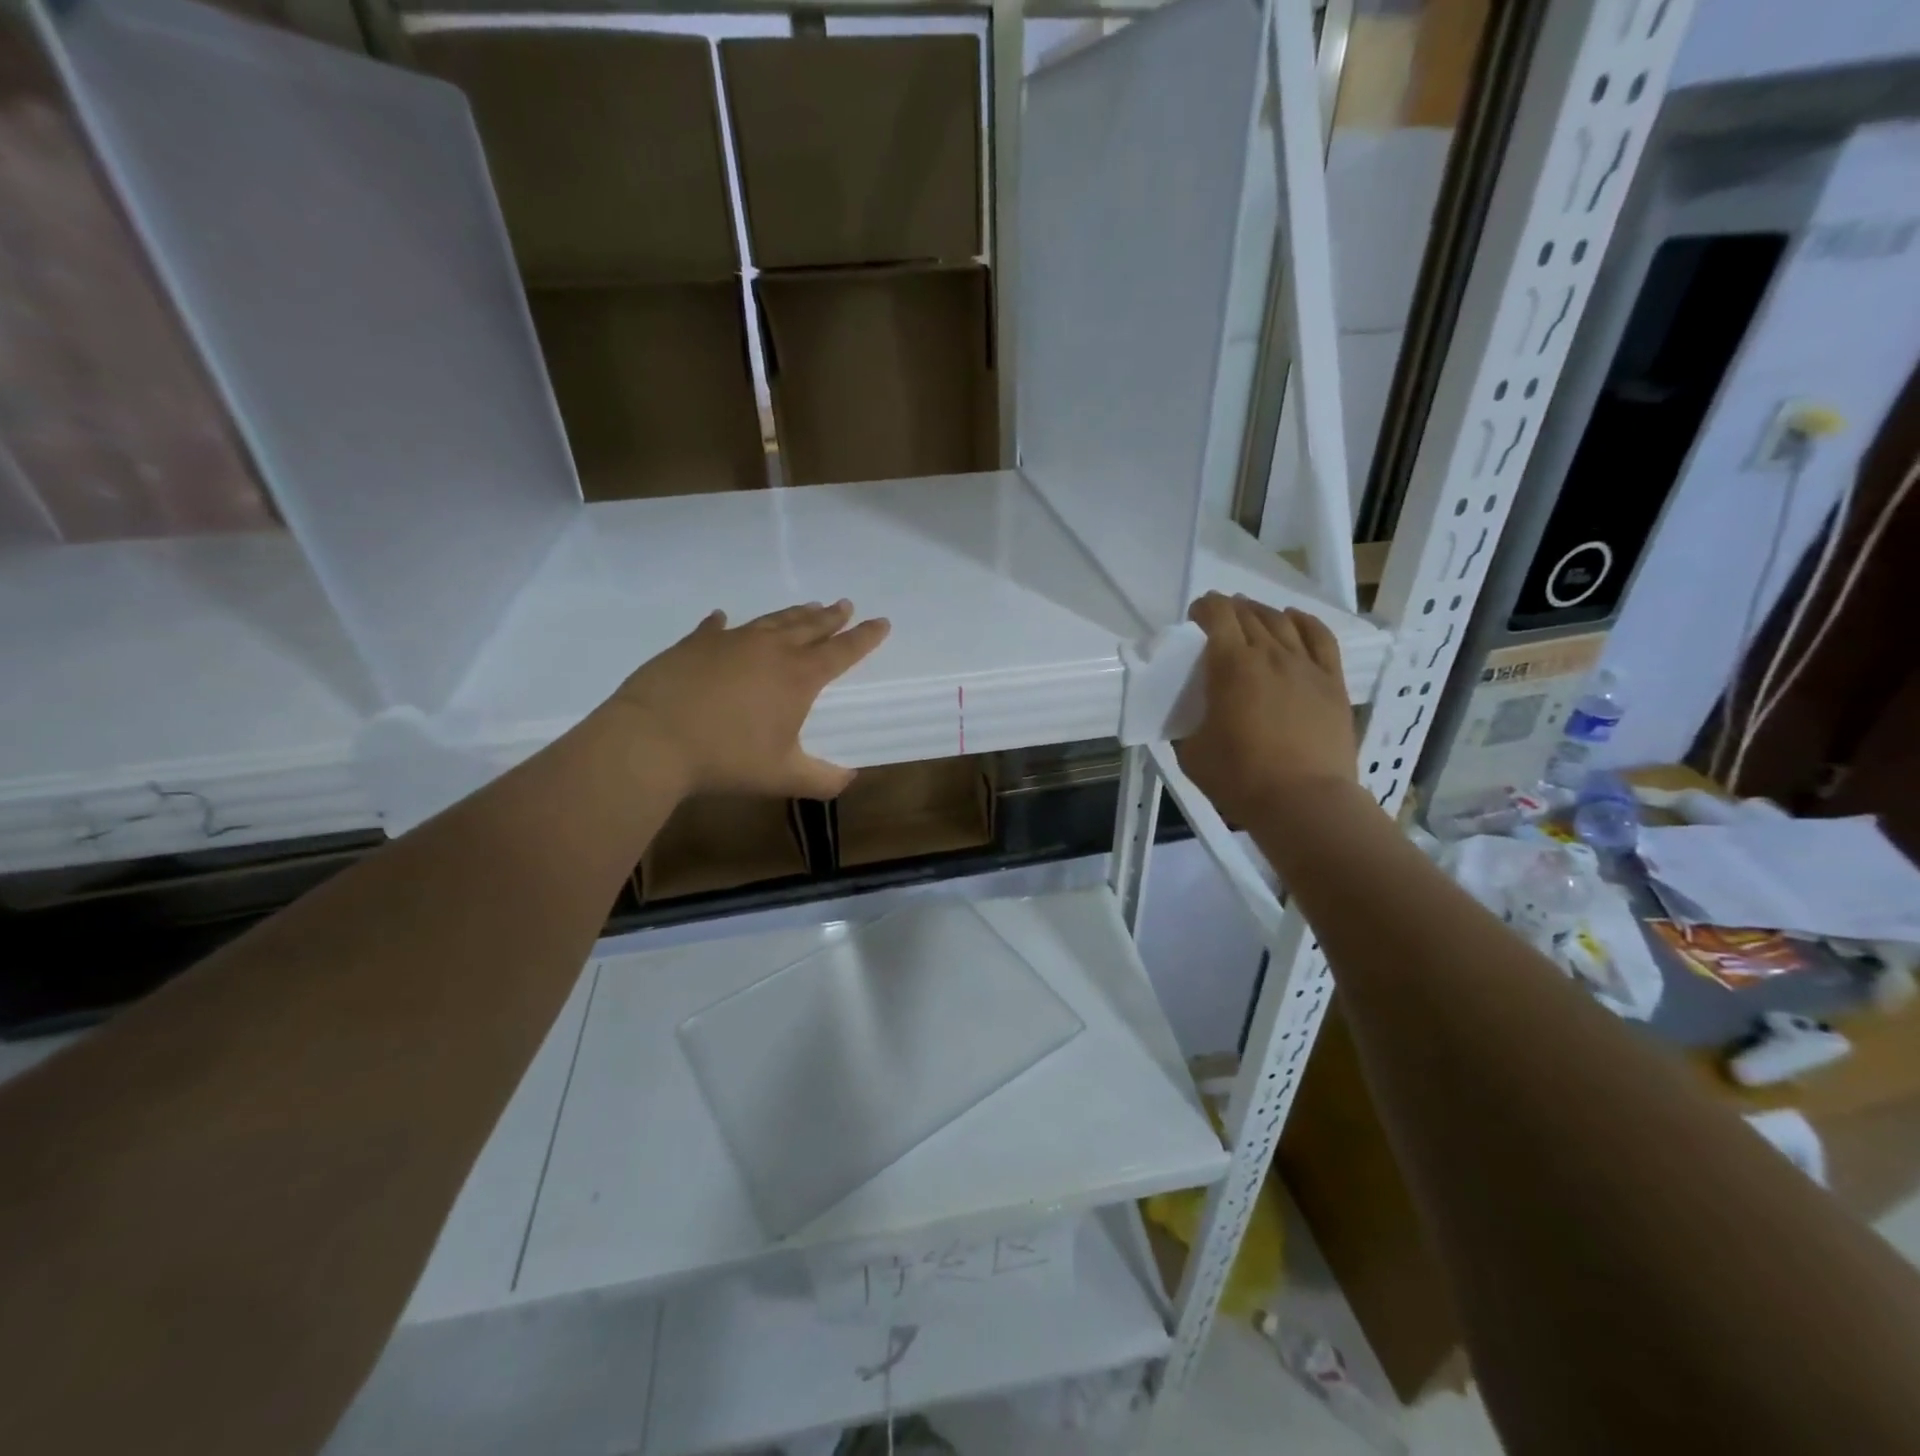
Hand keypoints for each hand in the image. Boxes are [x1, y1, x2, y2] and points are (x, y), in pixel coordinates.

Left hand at [603, 600, 889, 799]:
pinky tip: (723, 617)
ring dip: (793, 614)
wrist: (653, 740)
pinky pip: (715, 628)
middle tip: (845, 604)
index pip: (842, 651)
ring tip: (808, 606)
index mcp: (798, 677)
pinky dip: (724, 623)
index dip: (865, 637)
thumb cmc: (727, 759)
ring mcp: (730, 641)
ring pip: (771, 621)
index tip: (882, 621)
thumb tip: (850, 778)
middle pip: (809, 627)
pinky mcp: (694, 644)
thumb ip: (823, 780)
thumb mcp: (783, 777)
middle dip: (831, 617)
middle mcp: (769, 650)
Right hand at [1175, 593, 1356, 823]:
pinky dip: (1304, 622)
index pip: (1217, 617)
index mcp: (1231, 666)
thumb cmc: (1240, 778)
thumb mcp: (1193, 753)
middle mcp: (1269, 654)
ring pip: (1283, 621)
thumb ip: (1190, 726)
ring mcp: (1306, 666)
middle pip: (1249, 615)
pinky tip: (1294, 619)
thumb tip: (1193, 720)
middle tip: (1219, 617)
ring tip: (1252, 615)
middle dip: (1230, 609)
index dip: (1204, 608)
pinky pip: (1321, 638)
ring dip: (1262, 612)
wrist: (1304, 802)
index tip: (1196, 614)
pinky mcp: (1332, 682)